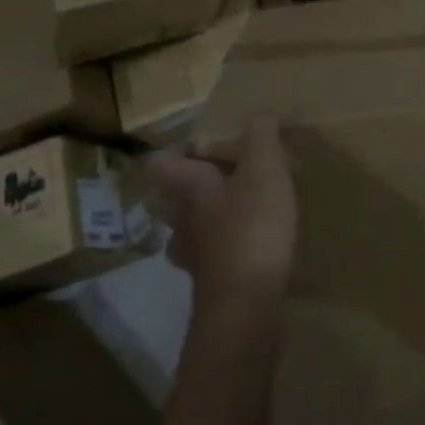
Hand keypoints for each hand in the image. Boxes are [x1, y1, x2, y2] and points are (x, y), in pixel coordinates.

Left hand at [146, 115, 297, 314]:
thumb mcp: (264, 170)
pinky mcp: (213, 285)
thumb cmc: (252, 229)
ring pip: (192, 230)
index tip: (204, 144)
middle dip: (195, 186)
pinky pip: (215, 257)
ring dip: (211, 219)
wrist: (248, 310)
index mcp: (188, 188)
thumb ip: (261, 136)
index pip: (160, 163)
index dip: (176, 151)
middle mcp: (181, 222)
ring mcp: (194, 258)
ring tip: (245, 208)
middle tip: (230, 174)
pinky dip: (229, 248)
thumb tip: (259, 114)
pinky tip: (256, 244)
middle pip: (173, 198)